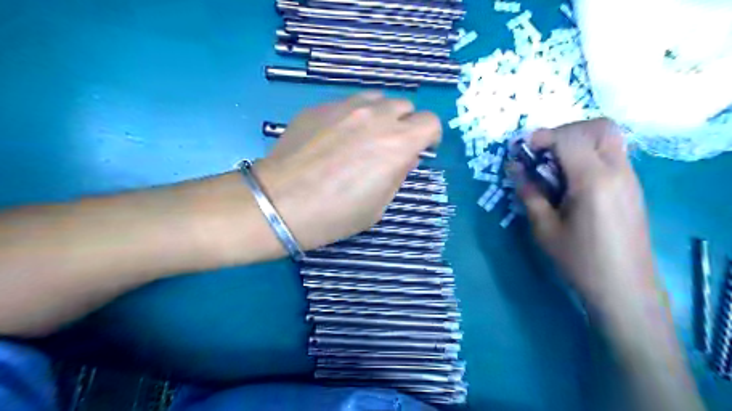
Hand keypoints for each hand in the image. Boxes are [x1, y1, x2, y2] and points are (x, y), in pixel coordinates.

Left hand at [252, 92, 439, 250]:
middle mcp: (375, 116)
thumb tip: (404, 157)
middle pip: (404, 105)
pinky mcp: (318, 107)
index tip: (422, 149)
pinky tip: (334, 138)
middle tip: (390, 145)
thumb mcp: (379, 206)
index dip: (430, 136)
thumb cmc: (335, 214)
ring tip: (364, 136)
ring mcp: (344, 107)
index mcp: (397, 143)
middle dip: (404, 124)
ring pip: (376, 98)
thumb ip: (397, 174)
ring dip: (379, 115)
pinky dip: (351, 116)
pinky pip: (346, 104)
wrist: (281, 204)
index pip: (430, 122)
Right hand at [514, 119, 657, 311]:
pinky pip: (611, 156)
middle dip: (566, 131)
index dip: (542, 137)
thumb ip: (530, 193)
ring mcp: (629, 178)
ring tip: (553, 168)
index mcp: (593, 180)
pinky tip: (570, 182)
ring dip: (577, 142)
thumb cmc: (580, 261)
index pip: (570, 138)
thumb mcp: (544, 228)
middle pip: (600, 127)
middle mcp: (618, 171)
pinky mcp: (632, 188)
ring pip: (608, 139)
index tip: (522, 150)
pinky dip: (588, 156)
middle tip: (543, 152)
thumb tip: (516, 169)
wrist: (625, 289)